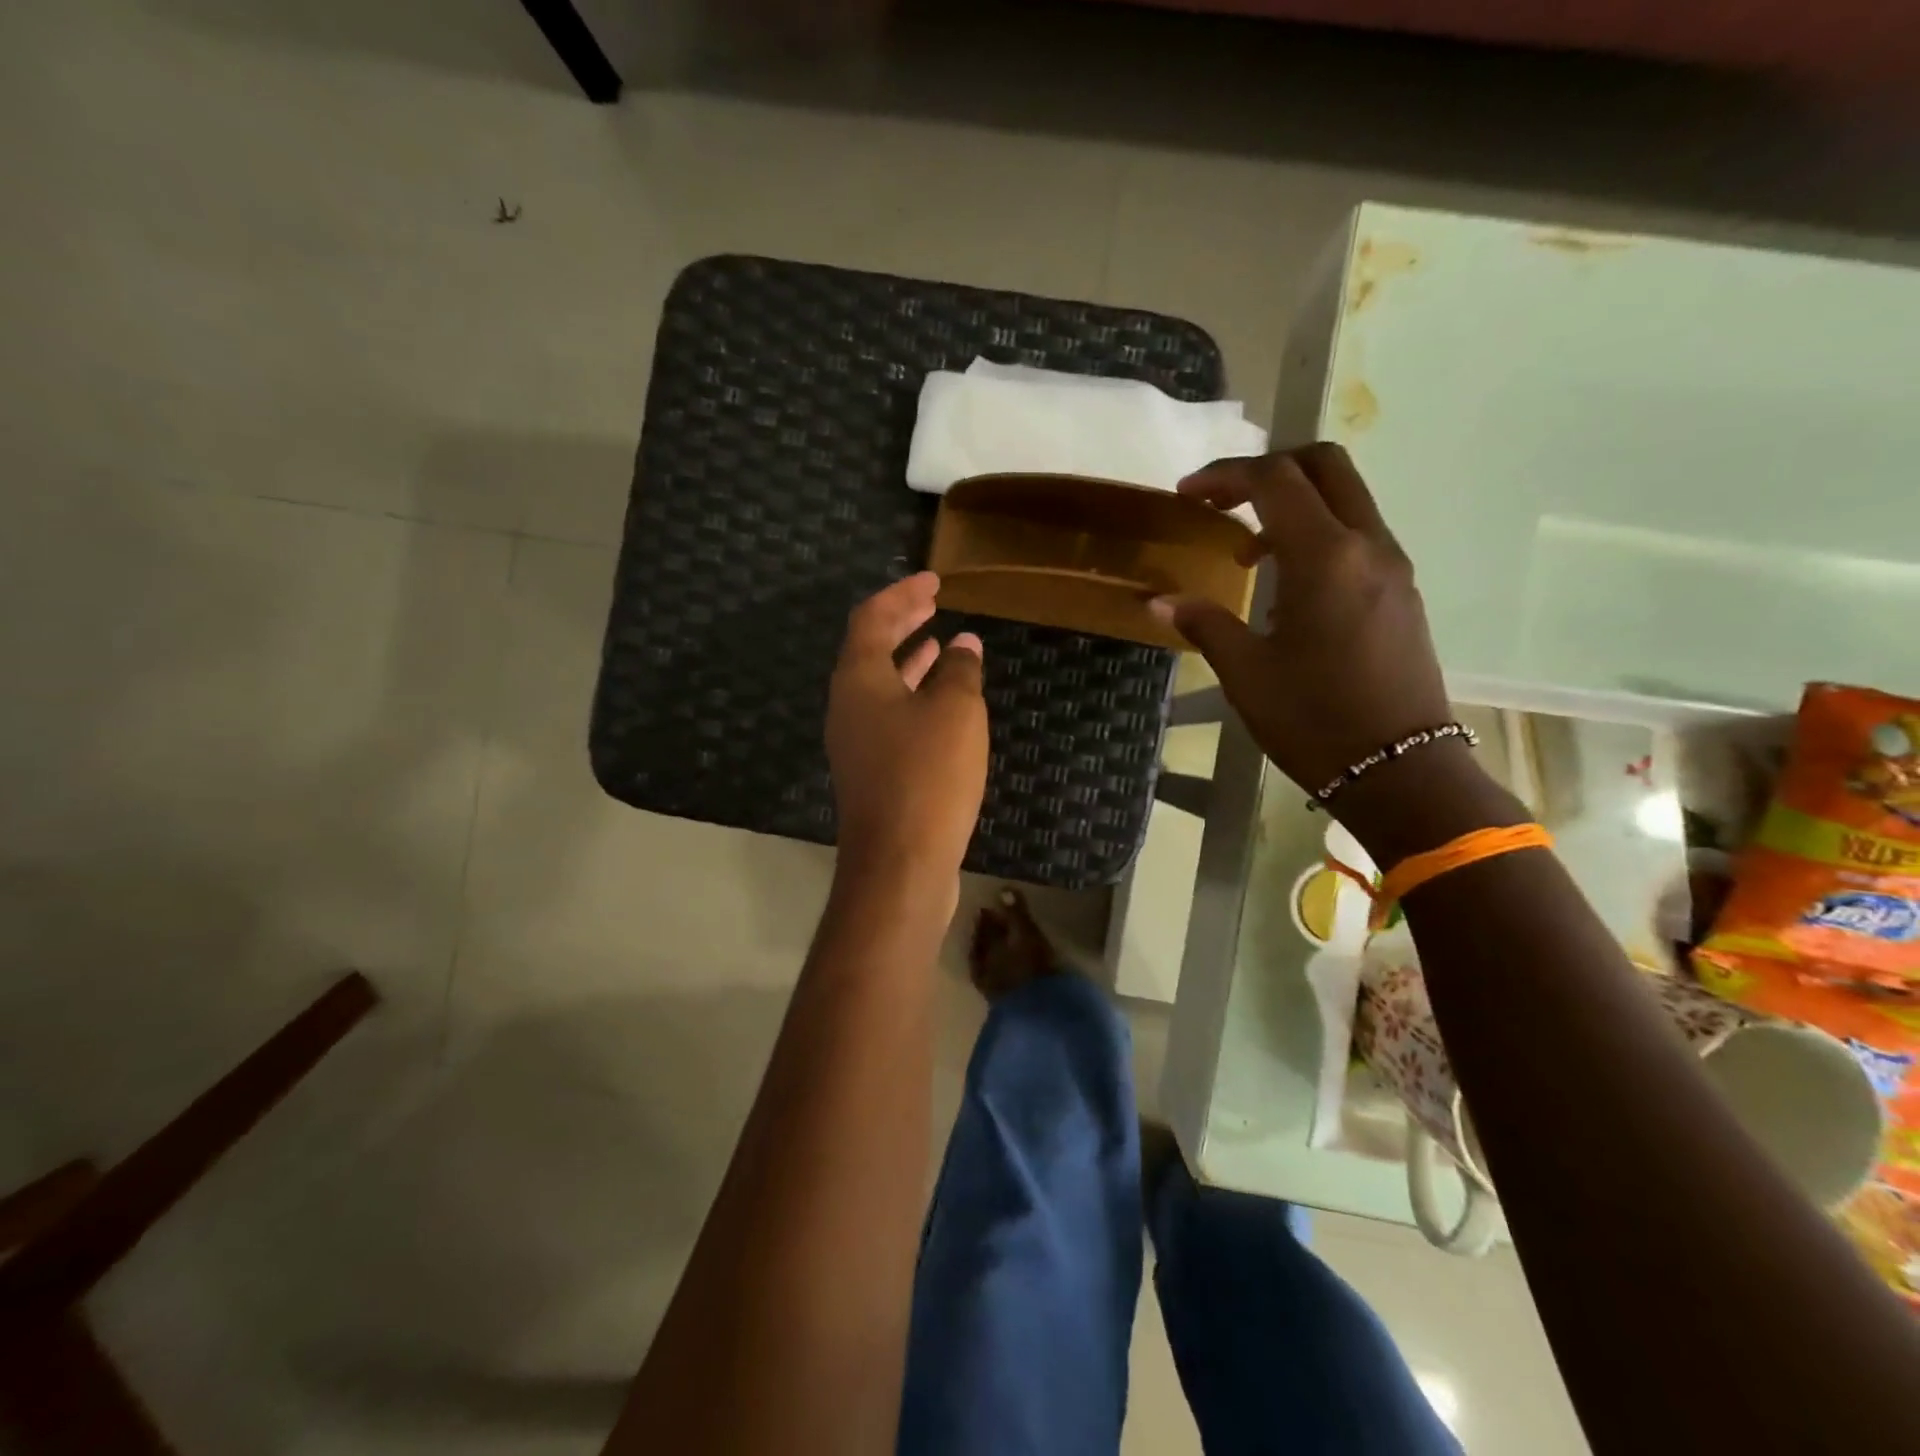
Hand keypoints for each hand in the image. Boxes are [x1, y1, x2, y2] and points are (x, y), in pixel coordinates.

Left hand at [826, 573, 987, 887]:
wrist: (900, 865)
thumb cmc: (927, 777)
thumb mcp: (955, 712)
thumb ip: (959, 671)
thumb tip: (963, 645)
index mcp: (858, 681)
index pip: (872, 618)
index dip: (902, 594)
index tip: (934, 580)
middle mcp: (848, 707)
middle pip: (871, 650)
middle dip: (902, 623)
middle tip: (933, 603)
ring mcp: (857, 743)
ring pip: (882, 686)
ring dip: (910, 661)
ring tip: (941, 643)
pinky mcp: (873, 773)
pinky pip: (892, 718)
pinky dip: (916, 698)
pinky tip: (944, 705)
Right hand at [1152, 444, 1453, 795]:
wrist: (1401, 770)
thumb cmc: (1314, 720)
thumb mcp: (1246, 673)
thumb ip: (1204, 623)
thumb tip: (1158, 600)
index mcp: (1324, 557)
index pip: (1275, 480)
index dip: (1225, 475)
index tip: (1186, 494)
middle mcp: (1367, 546)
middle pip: (1325, 466)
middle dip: (1269, 468)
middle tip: (1223, 500)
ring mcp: (1393, 567)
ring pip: (1346, 498)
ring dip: (1294, 503)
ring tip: (1248, 549)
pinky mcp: (1402, 592)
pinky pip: (1358, 534)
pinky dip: (1318, 532)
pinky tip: (1287, 582)